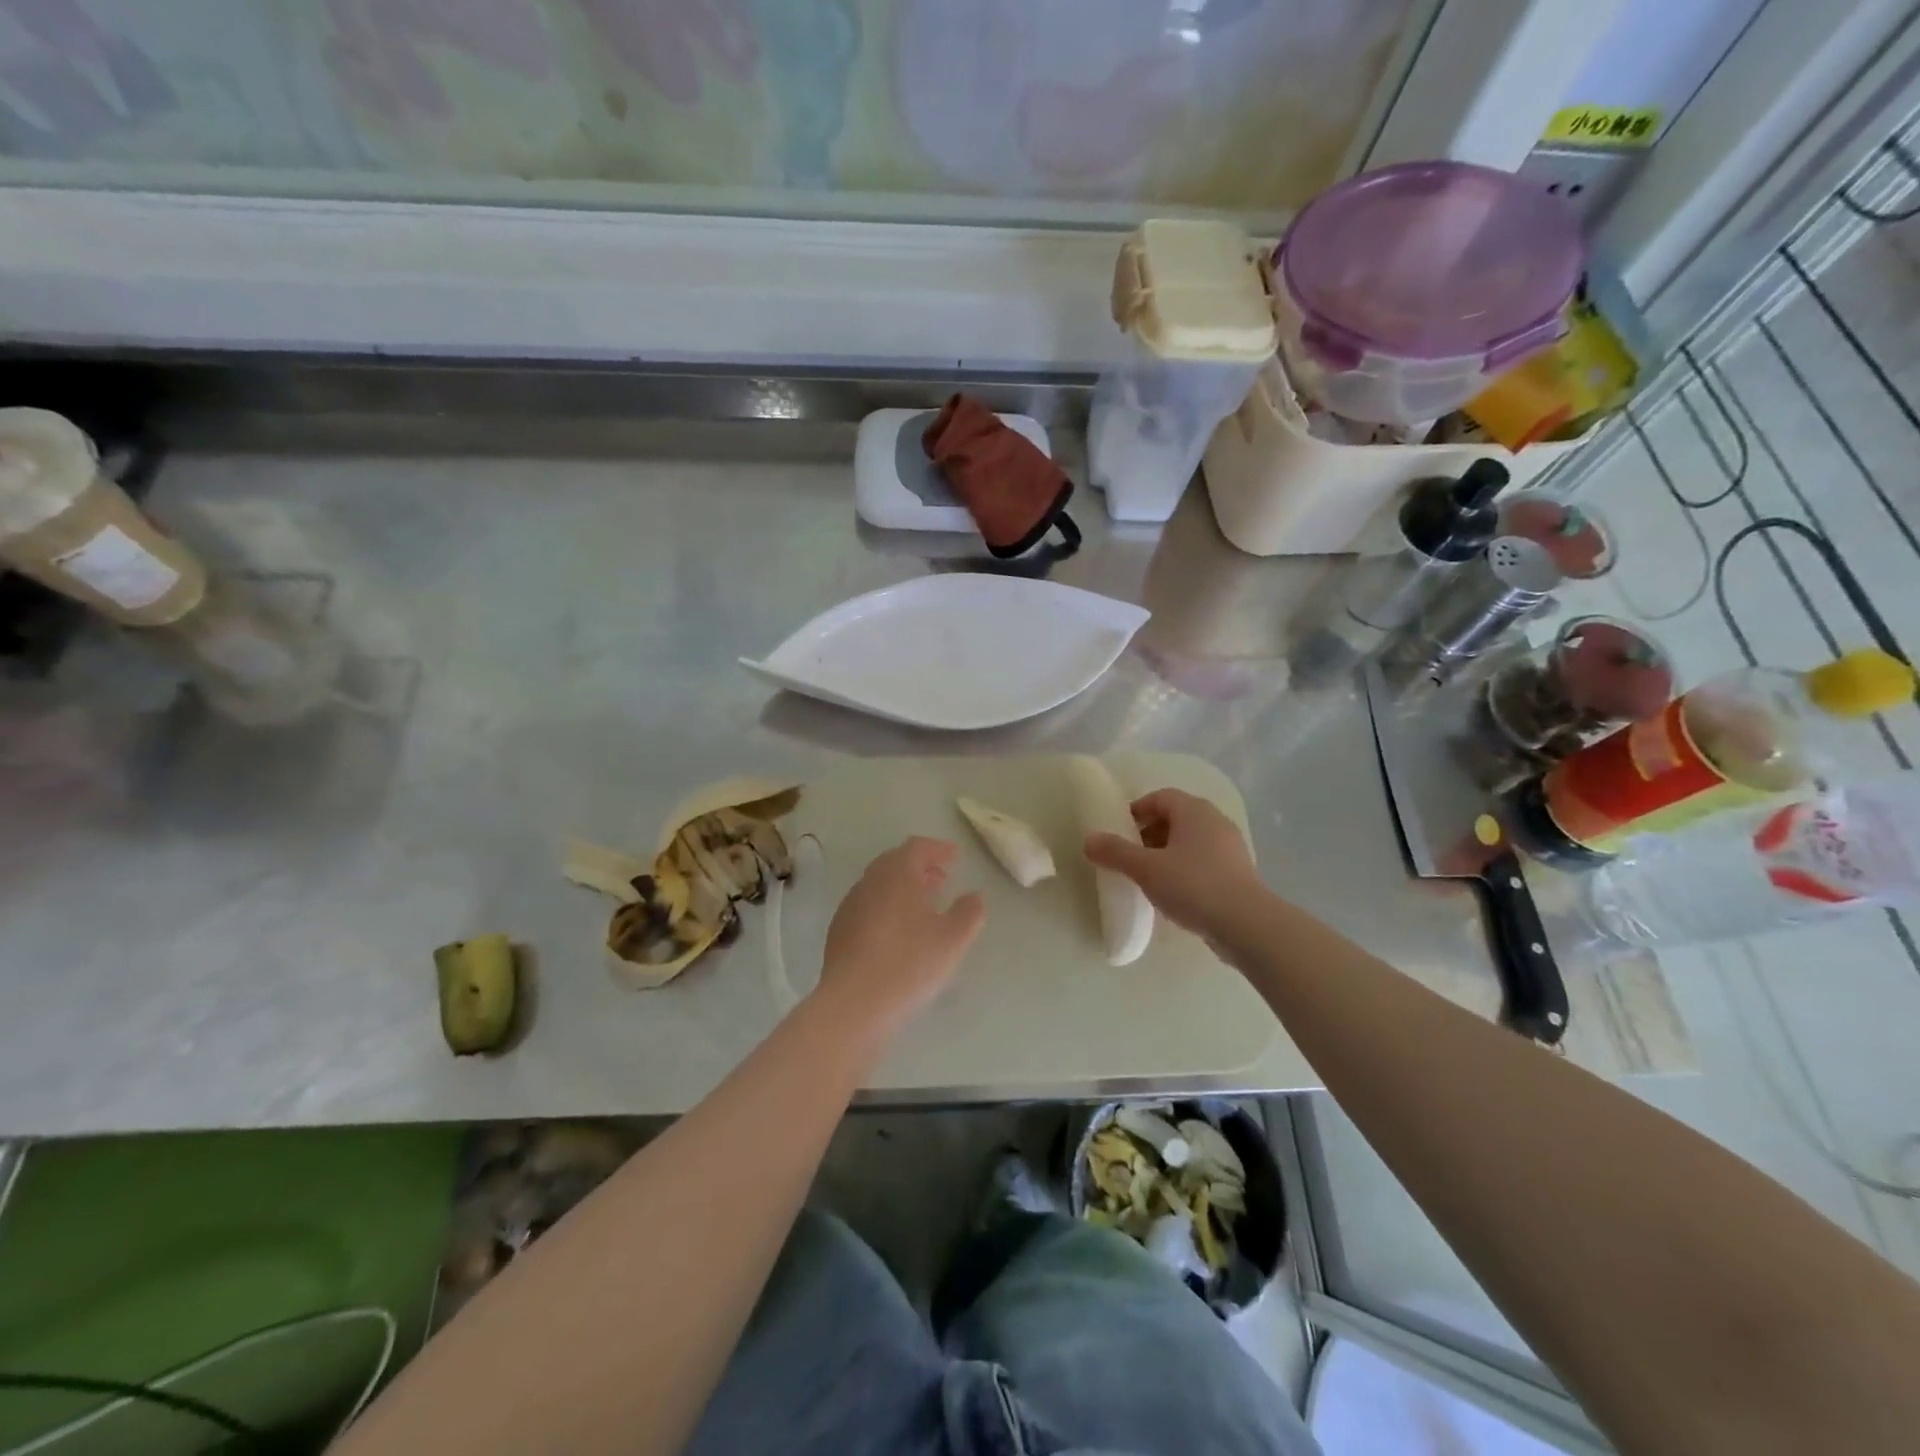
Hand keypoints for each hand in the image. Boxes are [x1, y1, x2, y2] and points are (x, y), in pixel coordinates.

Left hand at [816, 837, 985, 1036]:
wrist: (853, 1003)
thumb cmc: (909, 964)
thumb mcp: (953, 939)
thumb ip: (969, 912)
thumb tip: (974, 896)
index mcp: (897, 875)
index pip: (916, 847)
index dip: (937, 849)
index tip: (955, 857)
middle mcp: (870, 882)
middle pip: (894, 862)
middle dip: (919, 866)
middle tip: (940, 879)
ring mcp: (850, 906)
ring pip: (878, 885)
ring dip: (901, 887)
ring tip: (922, 907)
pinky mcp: (838, 931)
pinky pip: (867, 906)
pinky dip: (885, 907)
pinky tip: (896, 932)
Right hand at [1084, 789, 1263, 939]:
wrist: (1247, 926)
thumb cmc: (1193, 886)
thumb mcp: (1146, 869)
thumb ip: (1115, 852)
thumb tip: (1089, 840)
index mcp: (1194, 811)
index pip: (1160, 797)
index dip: (1137, 810)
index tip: (1119, 832)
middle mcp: (1215, 822)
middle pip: (1176, 818)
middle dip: (1149, 834)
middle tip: (1129, 856)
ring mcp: (1230, 848)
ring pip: (1190, 842)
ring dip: (1166, 854)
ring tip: (1148, 878)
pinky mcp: (1238, 874)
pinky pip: (1203, 862)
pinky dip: (1184, 870)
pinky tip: (1173, 894)